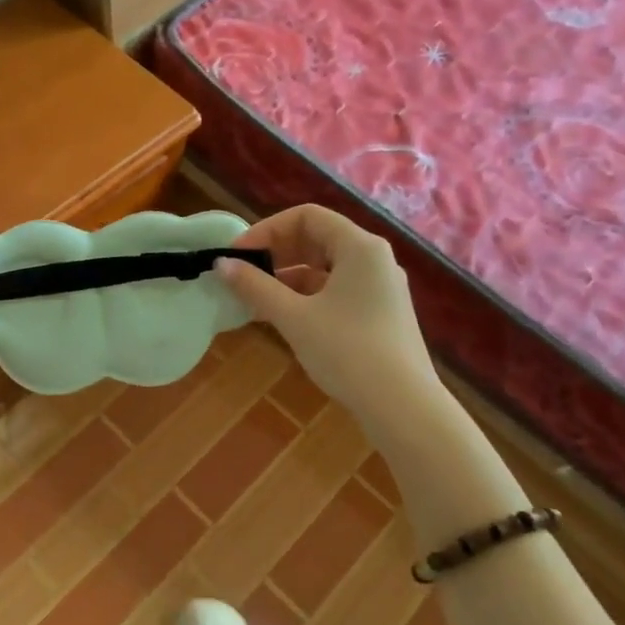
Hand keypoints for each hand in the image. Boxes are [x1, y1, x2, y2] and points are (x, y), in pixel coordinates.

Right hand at [214, 205, 440, 433]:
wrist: (403, 407)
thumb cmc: (347, 352)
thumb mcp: (294, 317)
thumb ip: (255, 287)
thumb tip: (221, 265)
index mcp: (360, 247)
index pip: (306, 217)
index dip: (267, 230)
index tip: (238, 255)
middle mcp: (374, 259)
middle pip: (317, 239)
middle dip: (275, 254)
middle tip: (242, 275)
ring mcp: (380, 288)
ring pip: (325, 268)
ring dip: (287, 278)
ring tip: (253, 300)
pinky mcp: (379, 314)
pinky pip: (336, 291)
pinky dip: (306, 297)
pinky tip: (281, 318)